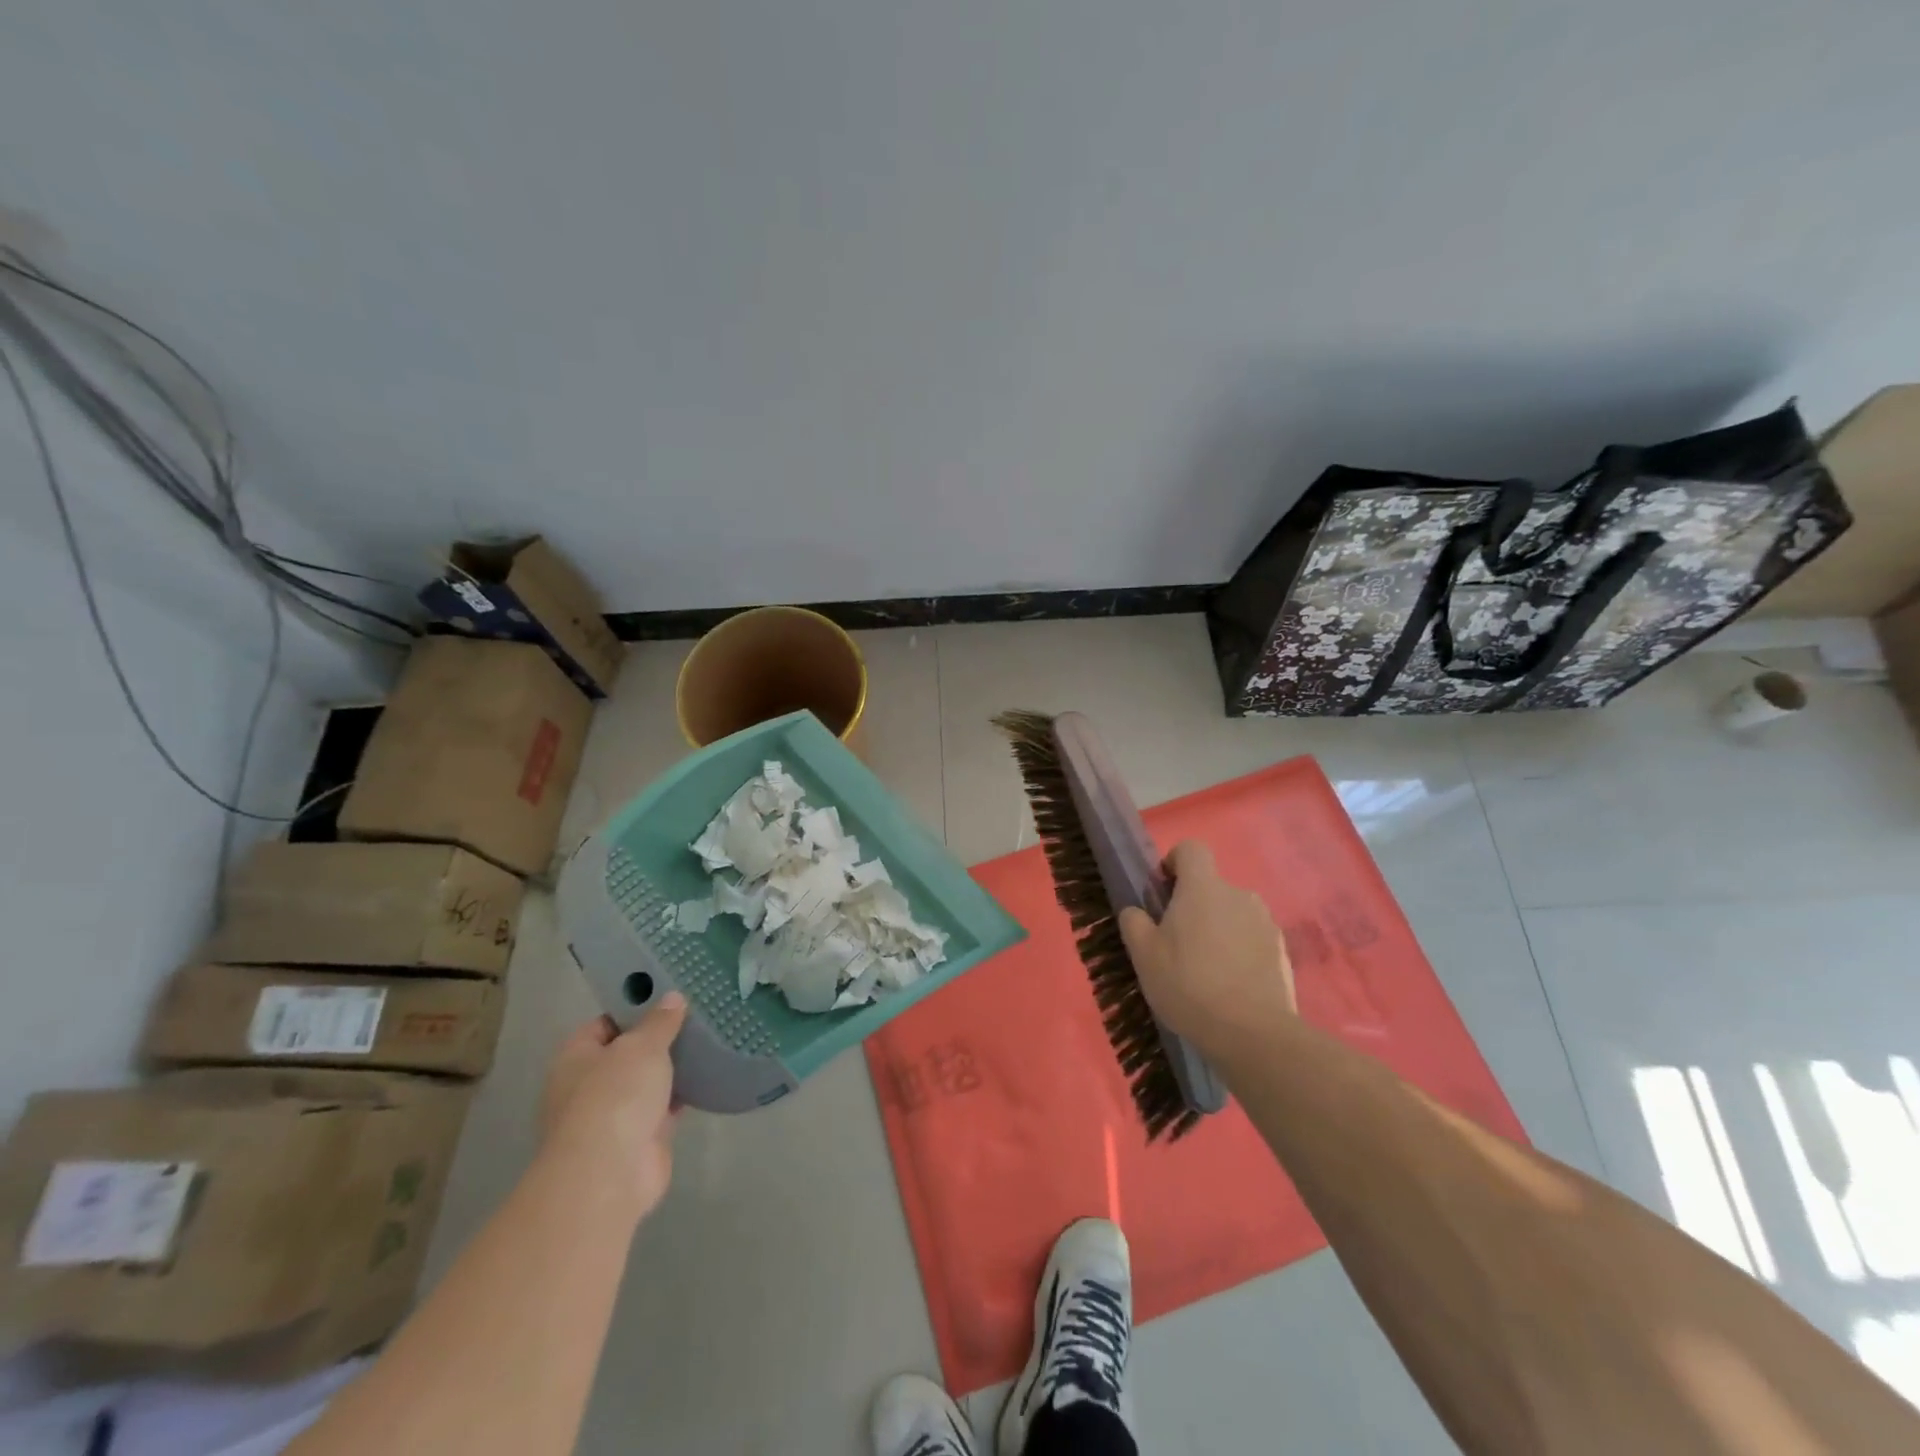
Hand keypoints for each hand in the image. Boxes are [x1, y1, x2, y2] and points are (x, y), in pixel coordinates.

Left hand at [540, 994, 687, 1219]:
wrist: (610, 1174)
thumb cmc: (615, 1096)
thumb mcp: (642, 1046)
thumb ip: (659, 1022)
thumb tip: (673, 998)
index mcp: (575, 1058)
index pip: (604, 1023)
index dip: (633, 1007)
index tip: (668, 993)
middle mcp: (588, 1086)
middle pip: (627, 1053)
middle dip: (657, 1039)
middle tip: (695, 1014)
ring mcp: (613, 1115)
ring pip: (647, 1082)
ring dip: (671, 1068)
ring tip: (708, 1039)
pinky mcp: (640, 1139)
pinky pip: (664, 1107)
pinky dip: (682, 1095)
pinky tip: (708, 1075)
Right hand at [1118, 841, 1295, 1059]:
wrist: (1252, 1033)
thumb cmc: (1188, 984)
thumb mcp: (1143, 955)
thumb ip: (1134, 922)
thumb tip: (1136, 910)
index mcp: (1203, 888)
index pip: (1191, 849)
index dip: (1174, 863)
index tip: (1163, 892)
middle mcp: (1238, 894)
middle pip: (1211, 887)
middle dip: (1194, 906)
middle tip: (1177, 943)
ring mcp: (1265, 922)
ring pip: (1233, 914)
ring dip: (1219, 929)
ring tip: (1206, 969)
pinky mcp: (1281, 951)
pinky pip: (1252, 939)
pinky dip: (1240, 952)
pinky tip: (1231, 985)